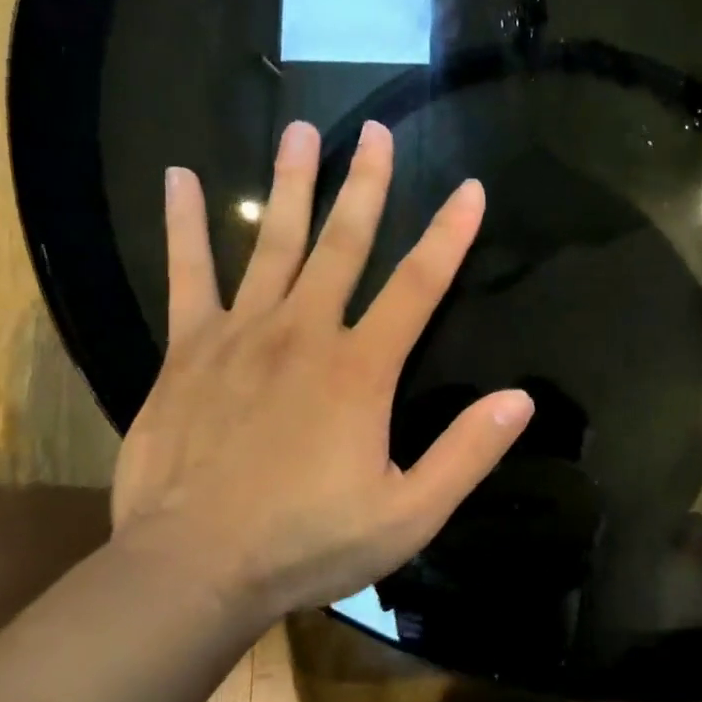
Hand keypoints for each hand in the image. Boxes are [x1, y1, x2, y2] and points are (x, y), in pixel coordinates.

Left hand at [110, 120, 534, 612]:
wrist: (193, 570)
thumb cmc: (307, 544)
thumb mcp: (408, 515)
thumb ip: (466, 454)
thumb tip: (521, 400)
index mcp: (361, 370)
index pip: (419, 286)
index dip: (450, 236)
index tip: (470, 190)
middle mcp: (304, 333)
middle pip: (344, 244)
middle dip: (366, 185)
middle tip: (374, 131)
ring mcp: (241, 335)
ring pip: (272, 244)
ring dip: (289, 185)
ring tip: (300, 131)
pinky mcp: (188, 351)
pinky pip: (188, 276)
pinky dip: (185, 226)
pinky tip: (180, 180)